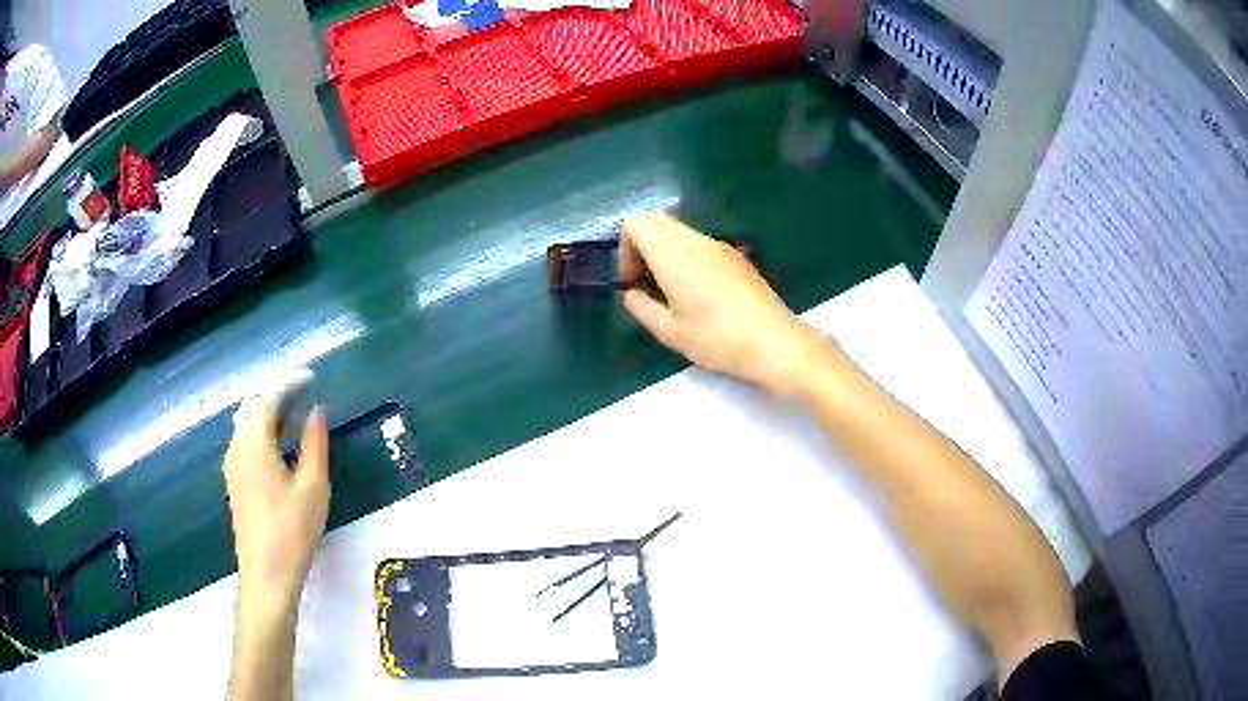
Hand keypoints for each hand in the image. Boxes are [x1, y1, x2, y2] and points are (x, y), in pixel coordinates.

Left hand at [223, 399, 329, 609]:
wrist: (267, 576)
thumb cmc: (292, 531)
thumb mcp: (312, 486)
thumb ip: (314, 443)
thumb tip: (317, 410)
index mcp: (253, 443)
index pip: (268, 397)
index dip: (289, 382)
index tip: (313, 378)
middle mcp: (236, 446)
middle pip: (254, 406)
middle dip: (278, 393)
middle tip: (306, 390)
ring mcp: (232, 464)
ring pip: (248, 423)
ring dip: (271, 412)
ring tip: (297, 411)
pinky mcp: (235, 480)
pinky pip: (246, 441)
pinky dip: (264, 430)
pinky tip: (281, 442)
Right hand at [619, 211, 833, 395]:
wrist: (773, 341)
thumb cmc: (718, 339)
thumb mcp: (670, 332)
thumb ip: (641, 307)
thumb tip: (632, 293)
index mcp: (673, 255)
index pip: (636, 222)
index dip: (624, 247)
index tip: (632, 280)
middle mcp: (694, 241)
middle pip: (656, 219)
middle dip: (641, 244)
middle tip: (645, 280)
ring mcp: (718, 245)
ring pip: (678, 229)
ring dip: (664, 249)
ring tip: (670, 288)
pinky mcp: (735, 255)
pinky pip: (699, 242)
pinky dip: (685, 254)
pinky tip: (698, 291)